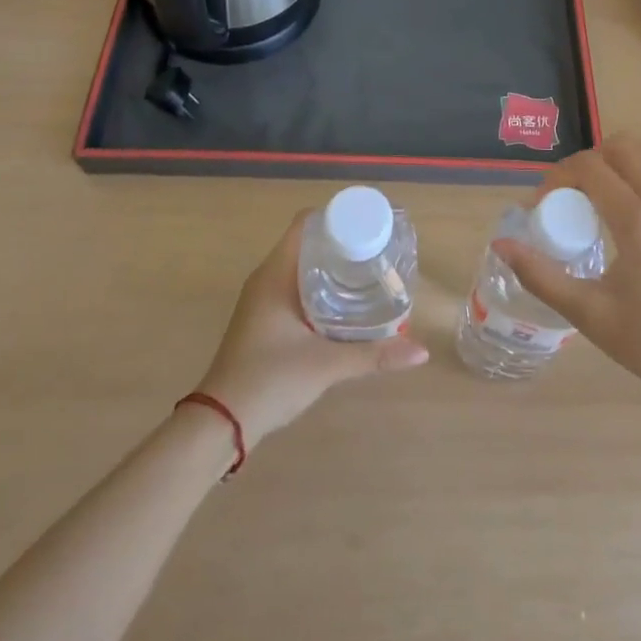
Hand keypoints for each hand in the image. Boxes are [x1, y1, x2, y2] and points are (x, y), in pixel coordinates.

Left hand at [196, 212, 427, 446]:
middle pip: (307, 242)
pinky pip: (294, 285)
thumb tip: (420, 350)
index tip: (368, 226)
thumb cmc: (269, 380)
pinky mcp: (263, 318)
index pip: (305, 223)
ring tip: (368, 272)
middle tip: (377, 250)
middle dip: (341, 242)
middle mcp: (266, 278)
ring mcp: (261, 299)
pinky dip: (319, 285)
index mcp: (276, 273)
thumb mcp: (327, 365)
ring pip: (300, 265)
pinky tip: (344, 302)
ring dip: (331, 265)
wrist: (220, 423)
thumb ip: (374, 355)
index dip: (336, 217)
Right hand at [494, 134, 640, 415]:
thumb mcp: (592, 315)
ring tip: (591, 206)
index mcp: (639, 221)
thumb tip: (501, 244)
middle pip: (621, 147)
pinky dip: (633, 181)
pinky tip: (619, 224)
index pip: (590, 167)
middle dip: (586, 162)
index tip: (541, 207)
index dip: (557, 177)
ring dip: (612, 167)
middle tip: (566, 198)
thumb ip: (542, 276)